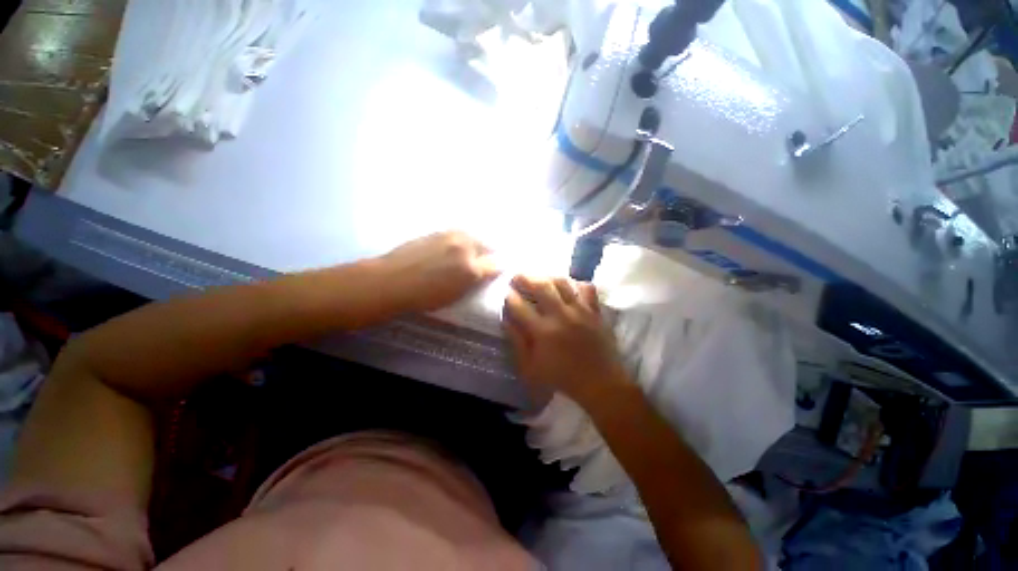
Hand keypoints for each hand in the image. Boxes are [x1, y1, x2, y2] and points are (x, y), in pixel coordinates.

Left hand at [381, 231, 500, 312]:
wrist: (391, 280)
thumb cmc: (424, 296)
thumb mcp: (455, 295)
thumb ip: (474, 282)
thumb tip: (487, 272)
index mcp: (470, 268)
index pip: (496, 264)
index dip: (500, 267)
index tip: (500, 269)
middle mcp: (464, 247)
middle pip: (486, 244)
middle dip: (490, 251)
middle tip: (488, 259)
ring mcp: (450, 236)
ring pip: (472, 236)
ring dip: (477, 243)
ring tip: (472, 251)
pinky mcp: (437, 231)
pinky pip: (457, 233)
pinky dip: (462, 239)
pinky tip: (455, 246)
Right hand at [502, 275, 630, 404]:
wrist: (600, 384)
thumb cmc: (561, 378)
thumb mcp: (530, 368)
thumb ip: (517, 342)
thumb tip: (507, 320)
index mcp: (542, 331)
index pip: (520, 306)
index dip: (510, 297)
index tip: (506, 292)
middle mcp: (561, 315)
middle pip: (540, 286)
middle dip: (525, 278)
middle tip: (518, 276)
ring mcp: (580, 311)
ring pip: (563, 282)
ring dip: (548, 277)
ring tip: (540, 278)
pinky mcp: (595, 311)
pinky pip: (587, 288)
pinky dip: (576, 284)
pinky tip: (569, 287)